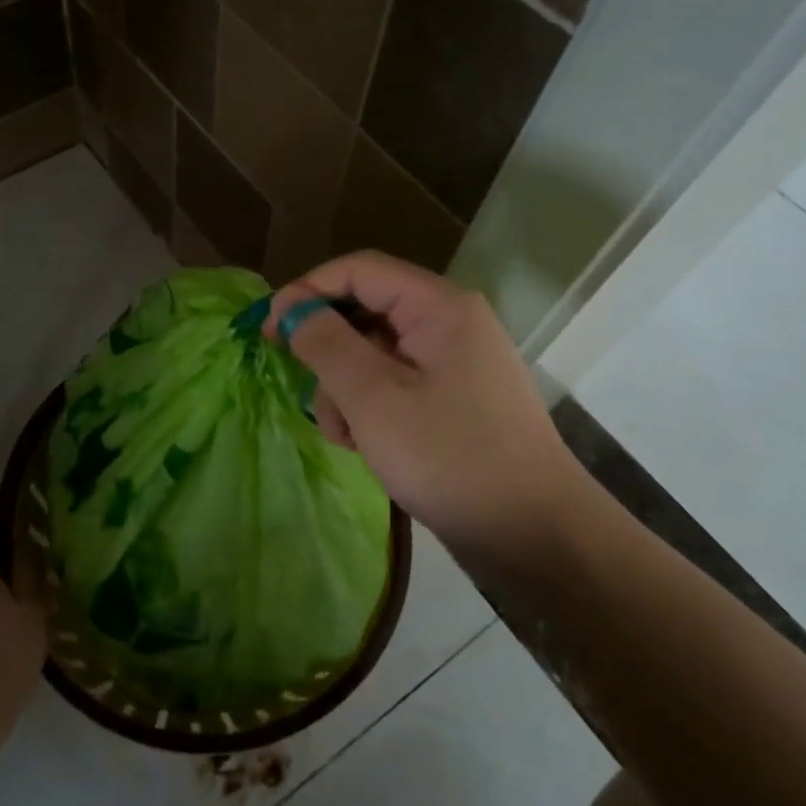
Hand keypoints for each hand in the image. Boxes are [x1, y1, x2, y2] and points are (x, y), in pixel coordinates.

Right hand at [267, 252, 584, 559]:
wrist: (536, 535)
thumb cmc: (450, 458)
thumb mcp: (374, 399)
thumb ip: (326, 344)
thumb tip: (293, 308)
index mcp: (438, 307)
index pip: (359, 270)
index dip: (307, 290)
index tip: (269, 330)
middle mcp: (450, 322)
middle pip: (366, 312)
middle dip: (329, 352)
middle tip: (304, 388)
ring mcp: (455, 362)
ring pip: (376, 353)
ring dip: (346, 388)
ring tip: (344, 437)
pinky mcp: (454, 398)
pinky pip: (397, 383)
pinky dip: (371, 407)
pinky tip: (364, 446)